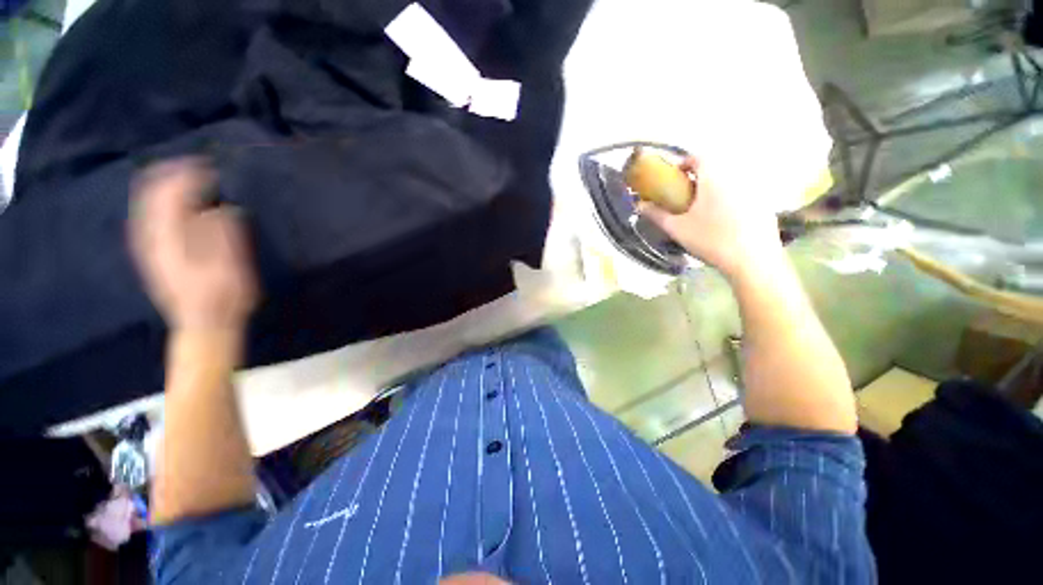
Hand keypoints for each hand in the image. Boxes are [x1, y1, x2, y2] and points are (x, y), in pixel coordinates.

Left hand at [129, 158, 257, 331]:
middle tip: (199, 167)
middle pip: (152, 193)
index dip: (189, 175)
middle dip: (173, 174)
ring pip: (147, 203)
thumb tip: (220, 209)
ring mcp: (149, 245)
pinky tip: (178, 203)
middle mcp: (151, 237)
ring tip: (189, 178)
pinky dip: (162, 202)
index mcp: (170, 238)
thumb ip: (223, 235)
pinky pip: (149, 217)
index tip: (211, 168)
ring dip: (166, 186)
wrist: (203, 324)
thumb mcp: (231, 265)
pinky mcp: (153, 253)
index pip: (170, 193)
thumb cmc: (223, 296)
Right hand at [638, 157, 783, 280]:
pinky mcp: (764, 204)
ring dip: (715, 188)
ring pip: (730, 180)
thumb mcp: (677, 229)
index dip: (685, 162)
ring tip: (703, 209)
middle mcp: (737, 177)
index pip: (699, 157)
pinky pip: (743, 193)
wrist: (752, 261)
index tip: (675, 176)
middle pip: (716, 167)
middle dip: (699, 177)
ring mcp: (754, 190)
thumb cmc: (710, 240)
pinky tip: (725, 221)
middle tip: (685, 195)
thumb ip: (657, 215)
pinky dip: (731, 199)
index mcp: (714, 178)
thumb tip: (639, 205)